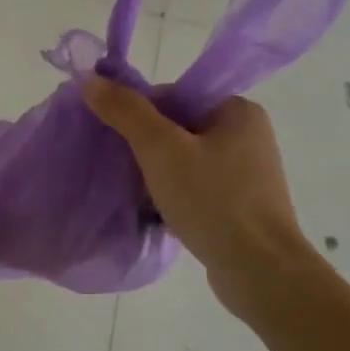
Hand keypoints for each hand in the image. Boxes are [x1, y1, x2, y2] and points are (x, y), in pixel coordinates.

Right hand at [81, 78, 312, 319]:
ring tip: (136, 197)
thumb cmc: (212, 200)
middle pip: (178, 130)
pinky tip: (155, 216)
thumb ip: (126, 112)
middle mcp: (247, 136)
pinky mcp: (241, 207)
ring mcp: (247, 175)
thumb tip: (90, 79)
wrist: (259, 271)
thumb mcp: (161, 149)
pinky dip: (174, 199)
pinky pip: (197, 191)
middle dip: (145, 151)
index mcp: (237, 110)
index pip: (174, 96)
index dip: (138, 115)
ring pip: (185, 163)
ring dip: (157, 178)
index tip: (116, 142)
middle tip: (122, 172)